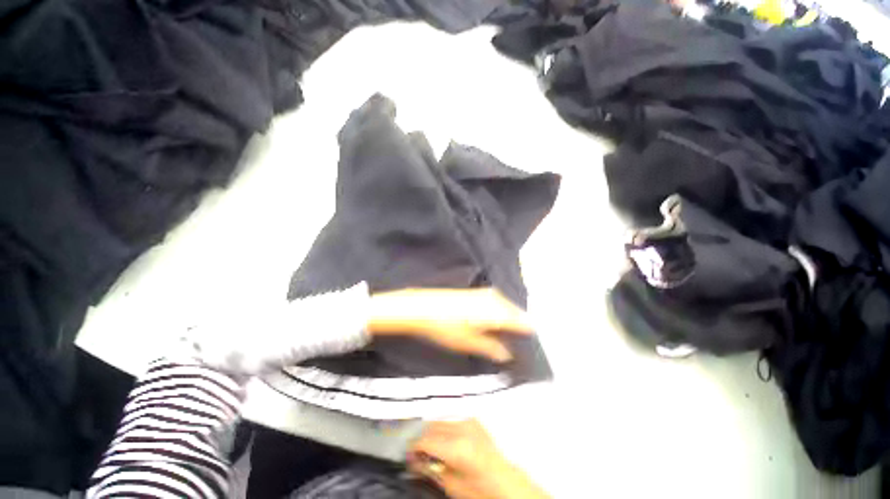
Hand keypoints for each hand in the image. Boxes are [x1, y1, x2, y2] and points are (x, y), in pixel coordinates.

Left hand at [366, 288, 531, 362]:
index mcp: (498, 312)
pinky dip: (499, 312)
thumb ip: (493, 349)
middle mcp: (496, 299)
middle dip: (519, 326)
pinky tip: (493, 322)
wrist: (423, 307)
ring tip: (506, 334)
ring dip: (509, 319)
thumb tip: (508, 354)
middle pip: (516, 313)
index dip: (528, 334)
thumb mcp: (470, 343)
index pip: (523, 322)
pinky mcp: (477, 292)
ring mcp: (486, 293)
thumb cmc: (447, 327)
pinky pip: (497, 302)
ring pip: (507, 307)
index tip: (531, 345)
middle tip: (518, 342)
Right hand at [408, 420, 549, 498]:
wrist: (504, 481)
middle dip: (421, 439)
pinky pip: (451, 420)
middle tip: (416, 453)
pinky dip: (443, 428)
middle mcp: (462, 429)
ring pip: (440, 420)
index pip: (425, 440)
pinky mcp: (473, 420)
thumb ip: (430, 469)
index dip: (413, 449)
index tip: (408, 455)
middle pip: (431, 426)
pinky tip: (443, 441)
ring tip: (429, 448)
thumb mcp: (451, 485)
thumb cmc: (481, 488)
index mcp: (457, 447)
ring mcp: (469, 421)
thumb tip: (415, 460)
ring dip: (431, 432)